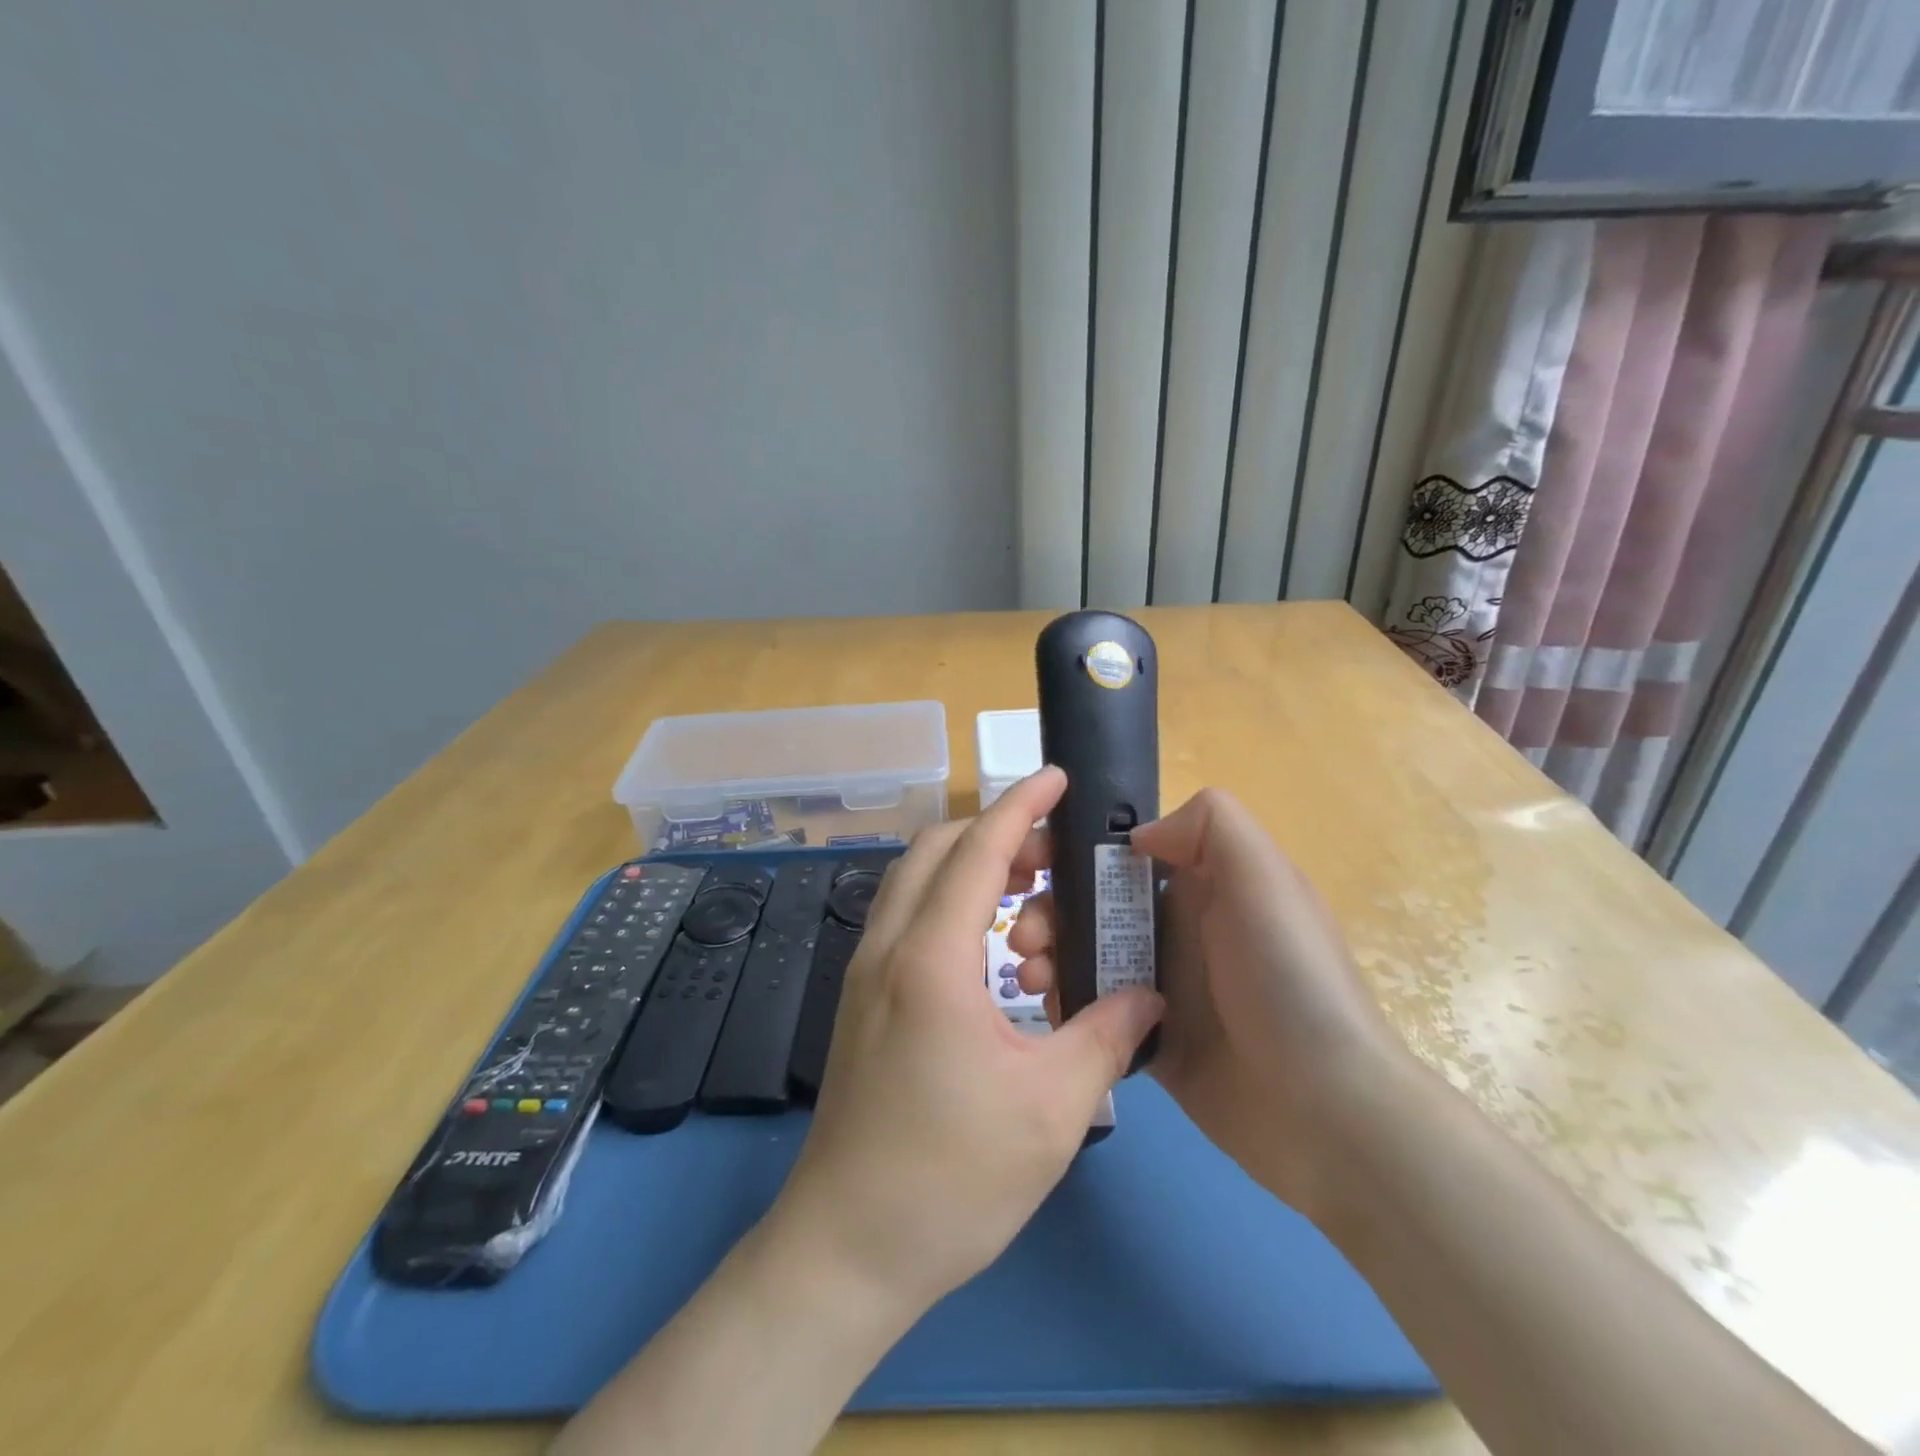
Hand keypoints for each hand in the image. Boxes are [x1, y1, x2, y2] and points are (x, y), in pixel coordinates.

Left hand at [767, 767, 1163, 1316]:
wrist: (847, 1247)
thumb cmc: (952, 1178)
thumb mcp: (1053, 1109)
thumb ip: (1106, 1036)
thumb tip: (1149, 995)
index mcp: (931, 959)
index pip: (978, 850)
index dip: (1020, 805)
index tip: (1057, 778)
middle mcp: (887, 947)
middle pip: (936, 849)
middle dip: (994, 830)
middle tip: (1054, 852)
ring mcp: (864, 971)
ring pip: (913, 878)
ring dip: (967, 863)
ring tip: (1027, 890)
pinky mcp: (860, 998)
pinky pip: (903, 914)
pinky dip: (947, 898)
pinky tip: (988, 943)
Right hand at [1009, 787, 1401, 1218]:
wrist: (1325, 1111)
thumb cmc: (1288, 977)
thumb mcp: (1263, 877)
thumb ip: (1208, 825)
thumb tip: (1135, 836)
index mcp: (1201, 883)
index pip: (1120, 852)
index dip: (1072, 849)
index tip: (1031, 862)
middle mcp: (1177, 928)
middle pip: (1091, 904)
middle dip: (1047, 909)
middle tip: (1021, 936)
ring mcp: (1161, 987)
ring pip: (1083, 955)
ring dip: (1047, 956)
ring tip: (1030, 977)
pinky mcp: (1150, 1041)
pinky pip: (1093, 1012)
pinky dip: (1064, 1005)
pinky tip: (1047, 1010)